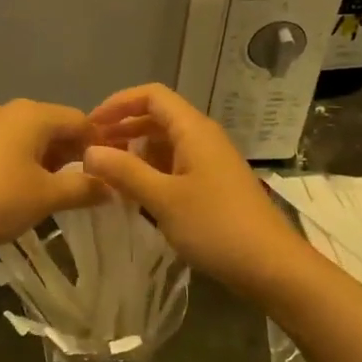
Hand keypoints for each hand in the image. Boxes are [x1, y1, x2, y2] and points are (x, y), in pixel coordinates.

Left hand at [0, 99, 104, 256]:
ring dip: (49, 160)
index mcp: (33, 113)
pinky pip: (9, 145)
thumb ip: (85, 188)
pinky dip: (25, 161)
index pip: (81, 120)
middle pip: (55, 125)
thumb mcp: (47, 197)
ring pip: (31, 136)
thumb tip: (112, 187)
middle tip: (88, 186)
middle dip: (74, 154)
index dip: (100, 146)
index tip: (112, 174)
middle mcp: (9, 109)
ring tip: (58, 191)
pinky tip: (24, 189)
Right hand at [83, 84, 311, 294]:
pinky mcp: (214, 184)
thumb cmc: (216, 226)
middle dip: (123, 128)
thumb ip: (124, 172)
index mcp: (193, 130)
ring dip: (136, 152)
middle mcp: (203, 137)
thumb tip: (89, 151)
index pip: (151, 95)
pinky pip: (176, 164)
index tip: (89, 125)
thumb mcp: (163, 199)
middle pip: (157, 117)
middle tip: (91, 152)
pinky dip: (152, 171)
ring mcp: (211, 161)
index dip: (118, 103)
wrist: (272, 266)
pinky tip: (135, 194)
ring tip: (107, 173)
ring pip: (166, 143)